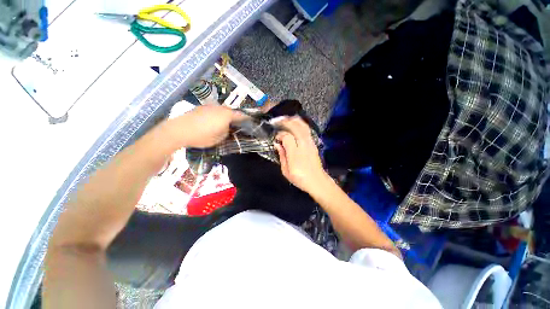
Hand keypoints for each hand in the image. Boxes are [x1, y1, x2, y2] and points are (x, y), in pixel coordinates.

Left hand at [170, 105, 245, 147]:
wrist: (179, 130)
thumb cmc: (203, 136)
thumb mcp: (219, 138)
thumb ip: (227, 132)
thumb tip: (228, 128)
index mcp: (227, 115)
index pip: (241, 115)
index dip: (247, 119)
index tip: (250, 122)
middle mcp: (219, 108)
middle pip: (231, 112)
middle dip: (235, 118)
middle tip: (237, 125)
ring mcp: (209, 106)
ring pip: (222, 110)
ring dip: (225, 116)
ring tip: (225, 124)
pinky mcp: (201, 108)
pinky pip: (213, 111)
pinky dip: (216, 115)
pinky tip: (212, 122)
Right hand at [274, 117, 330, 194]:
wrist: (317, 181)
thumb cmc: (300, 178)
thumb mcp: (286, 171)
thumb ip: (281, 156)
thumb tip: (277, 145)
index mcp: (295, 153)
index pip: (287, 137)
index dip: (280, 135)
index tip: (276, 139)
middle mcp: (304, 145)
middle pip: (295, 127)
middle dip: (286, 122)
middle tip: (277, 121)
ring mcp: (310, 143)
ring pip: (303, 126)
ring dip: (293, 120)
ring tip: (285, 118)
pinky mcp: (313, 143)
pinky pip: (307, 130)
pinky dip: (300, 124)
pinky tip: (295, 124)